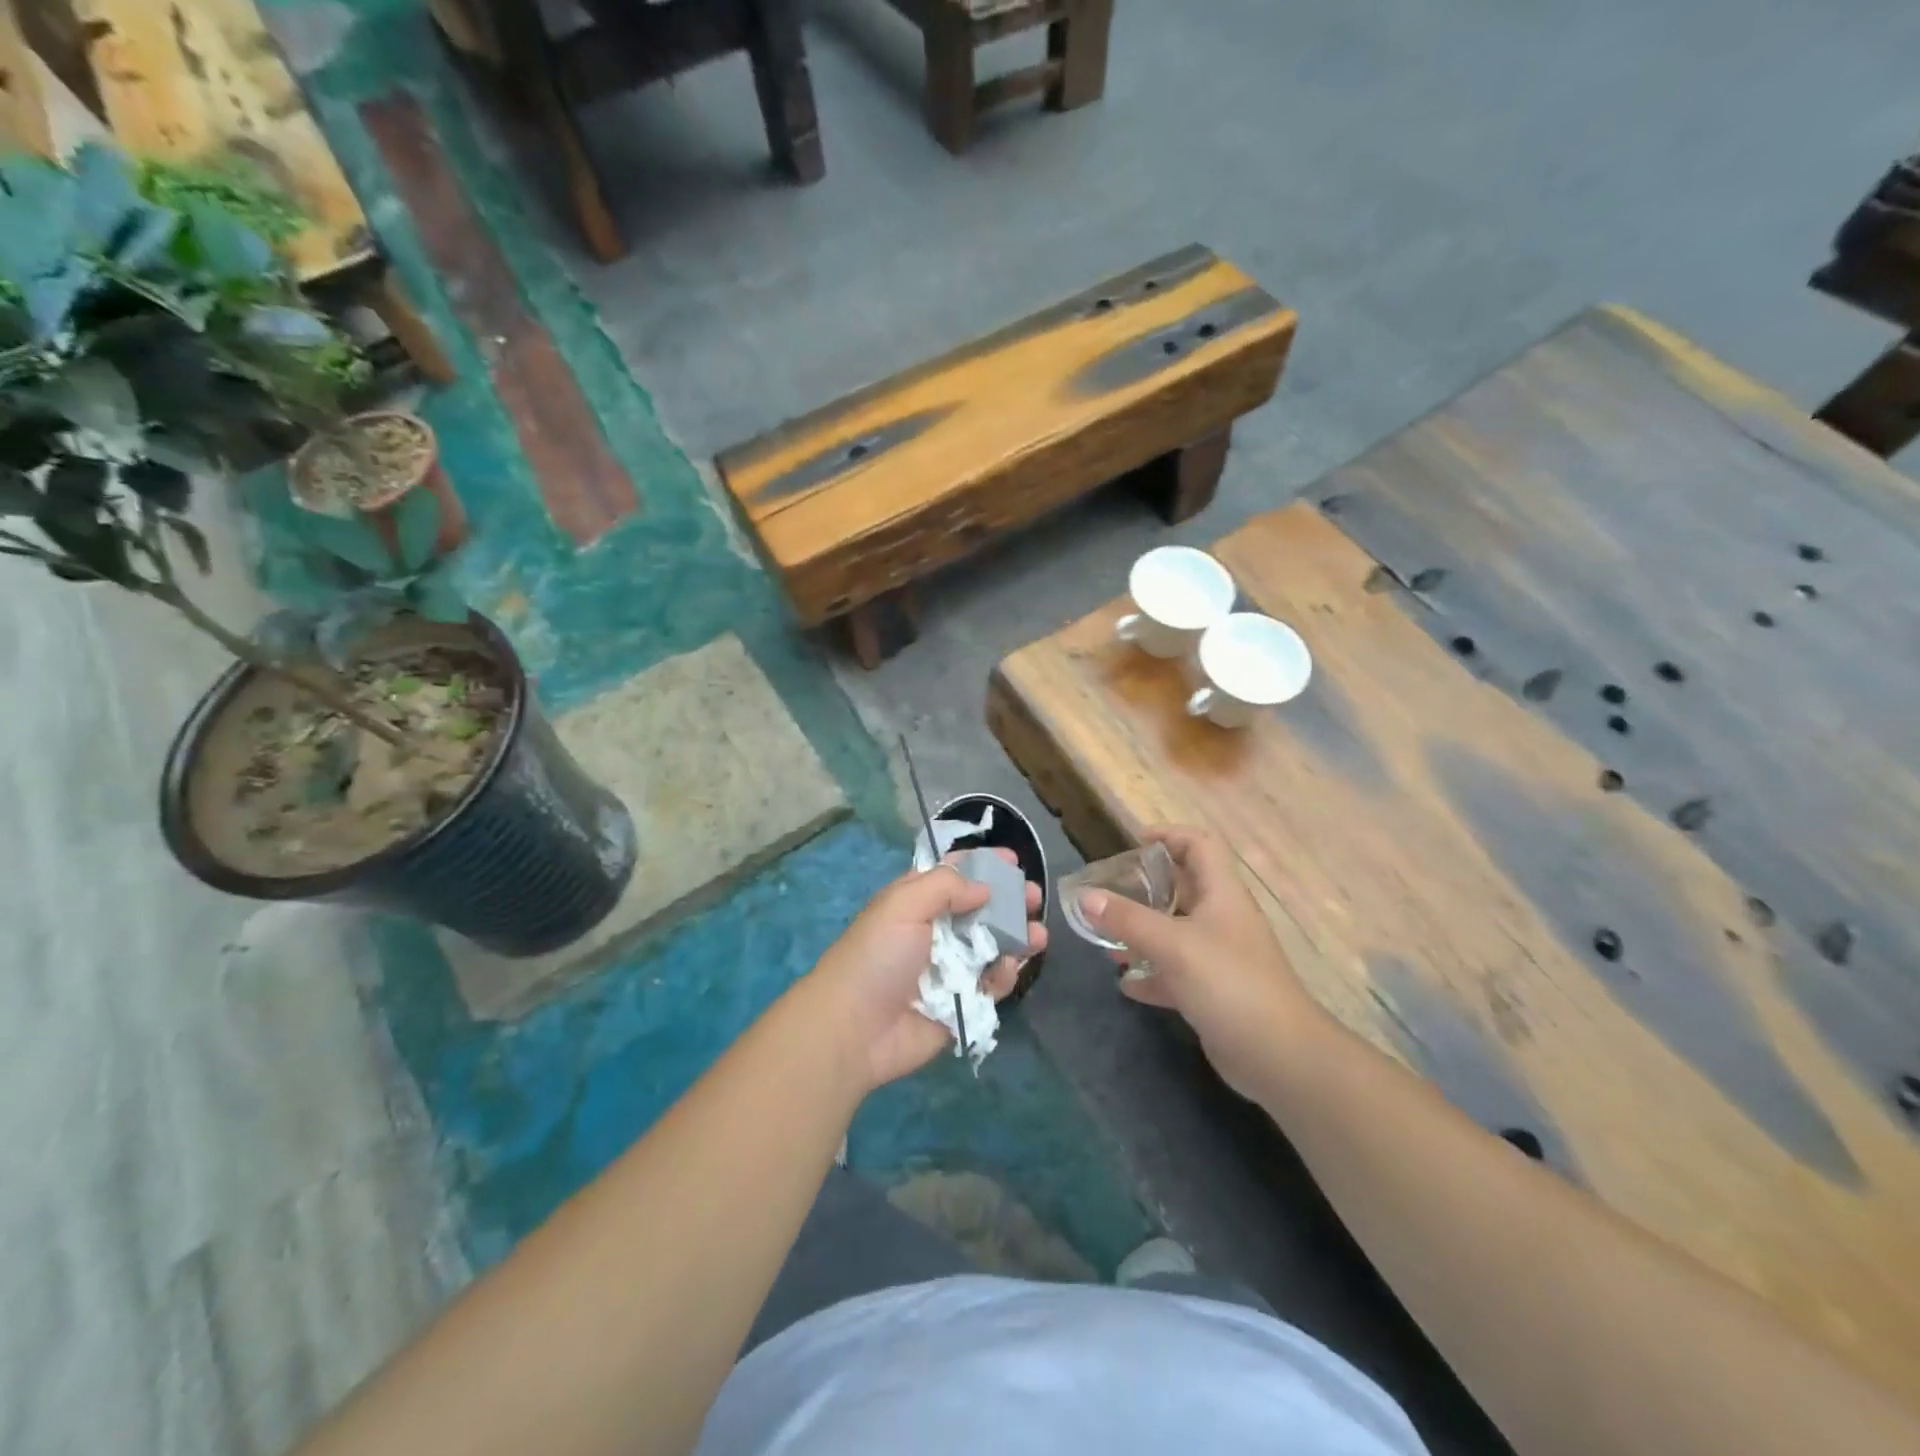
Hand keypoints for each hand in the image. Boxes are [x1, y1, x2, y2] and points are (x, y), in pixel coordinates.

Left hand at [808, 854, 1046, 1091]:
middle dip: (1009, 900)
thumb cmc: (877, 957)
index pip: (953, 875)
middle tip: (1034, 897)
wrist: (855, 1029)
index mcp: (915, 901)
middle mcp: (934, 931)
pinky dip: (1004, 975)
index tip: (1013, 860)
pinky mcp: (961, 1003)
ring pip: (992, 946)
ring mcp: (949, 969)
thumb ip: (946, 887)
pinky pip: (991, 984)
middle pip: (980, 909)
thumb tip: (984, 888)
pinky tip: (1011, 968)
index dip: (982, 864)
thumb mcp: (903, 904)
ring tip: (1038, 935)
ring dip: (1017, 937)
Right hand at [1081, 827, 1319, 1097]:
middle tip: (1108, 892)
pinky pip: (1175, 973)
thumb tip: (1085, 897)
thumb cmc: (1229, 984)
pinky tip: (1125, 983)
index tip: (1132, 843)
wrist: (1279, 1057)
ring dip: (1142, 932)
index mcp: (1222, 894)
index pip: (1200, 845)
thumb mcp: (1174, 945)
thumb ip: (1128, 919)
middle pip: (1184, 887)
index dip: (1169, 835)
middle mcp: (1222, 920)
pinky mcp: (1213, 993)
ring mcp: (1219, 958)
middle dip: (1145, 886)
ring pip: (1175, 932)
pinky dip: (1150, 974)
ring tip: (1106, 939)